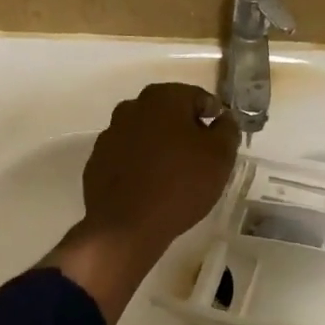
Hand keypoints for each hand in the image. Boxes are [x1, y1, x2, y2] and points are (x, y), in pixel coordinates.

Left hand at [44, 83, 238, 324]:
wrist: (126, 226)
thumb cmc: (180, 184)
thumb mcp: (220, 156)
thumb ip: (227, 130)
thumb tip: (223, 119)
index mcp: (162, 98)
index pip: (198, 98)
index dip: (214, 117)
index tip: (222, 141)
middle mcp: (132, 107)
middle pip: (169, 114)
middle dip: (186, 131)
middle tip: (202, 160)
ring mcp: (110, 135)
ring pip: (146, 135)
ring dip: (162, 148)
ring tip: (177, 177)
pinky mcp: (97, 162)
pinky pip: (128, 158)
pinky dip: (141, 166)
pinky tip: (152, 189)